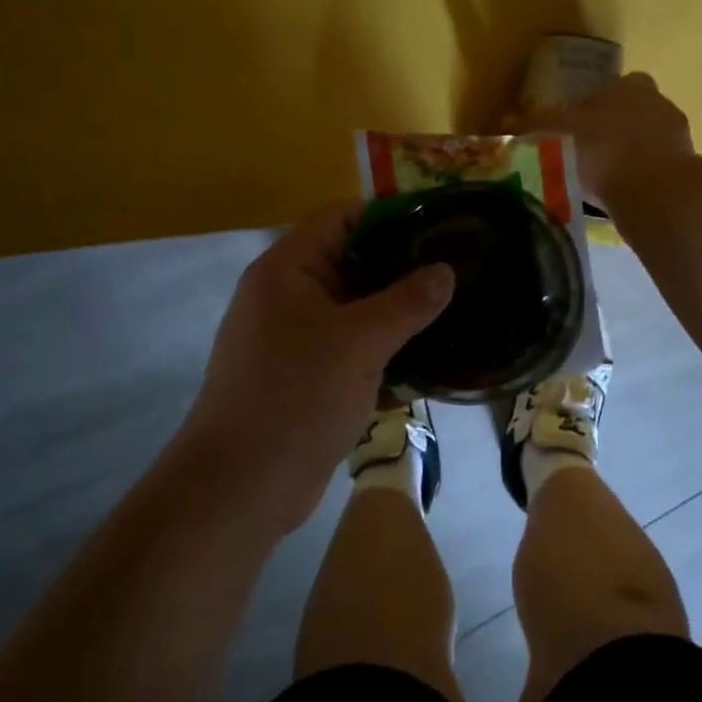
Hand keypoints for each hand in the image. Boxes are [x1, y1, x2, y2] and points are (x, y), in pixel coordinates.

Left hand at [174, 203, 453, 534]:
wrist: (242, 486)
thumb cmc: (296, 396)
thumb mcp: (359, 342)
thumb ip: (407, 301)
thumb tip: (445, 270)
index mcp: (288, 269)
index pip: (341, 218)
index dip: (390, 215)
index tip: (440, 225)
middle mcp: (288, 296)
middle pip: (351, 263)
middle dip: (403, 267)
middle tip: (459, 270)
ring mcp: (295, 339)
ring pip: (355, 310)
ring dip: (398, 313)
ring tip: (454, 310)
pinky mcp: (306, 377)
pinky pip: (351, 348)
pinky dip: (384, 350)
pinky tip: (428, 360)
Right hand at [505, 72, 693, 206]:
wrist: (654, 192)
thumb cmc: (601, 151)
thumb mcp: (554, 135)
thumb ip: (531, 126)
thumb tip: (504, 122)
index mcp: (630, 86)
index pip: (609, 88)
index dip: (588, 107)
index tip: (572, 128)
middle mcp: (659, 104)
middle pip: (628, 114)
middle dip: (608, 131)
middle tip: (582, 155)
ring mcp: (677, 138)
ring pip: (644, 143)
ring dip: (625, 157)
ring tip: (598, 182)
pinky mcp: (685, 172)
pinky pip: (654, 171)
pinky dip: (638, 181)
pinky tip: (619, 198)